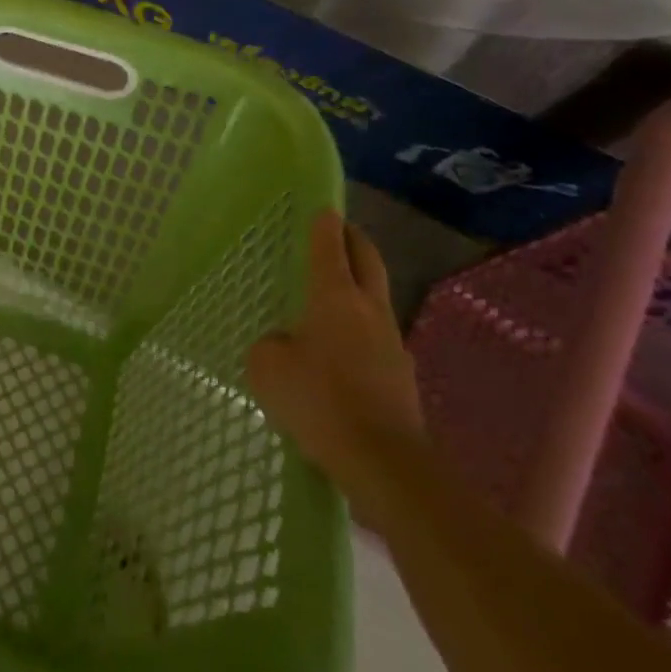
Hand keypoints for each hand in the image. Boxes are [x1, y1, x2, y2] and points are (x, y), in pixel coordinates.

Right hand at [246, 211, 424, 522]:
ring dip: (359, 287)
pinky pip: (377, 339)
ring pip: (376, 299)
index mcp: (336, 297)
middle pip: (367, 260)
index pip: (330, 246)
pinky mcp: (402, 377)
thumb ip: (270, 346)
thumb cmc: (320, 401)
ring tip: (333, 296)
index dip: (324, 223)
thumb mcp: (268, 368)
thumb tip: (284, 344)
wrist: (385, 464)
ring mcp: (392, 343)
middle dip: (354, 240)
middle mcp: (369, 310)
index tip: (323, 206)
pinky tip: (341, 353)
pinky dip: (361, 331)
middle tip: (339, 230)